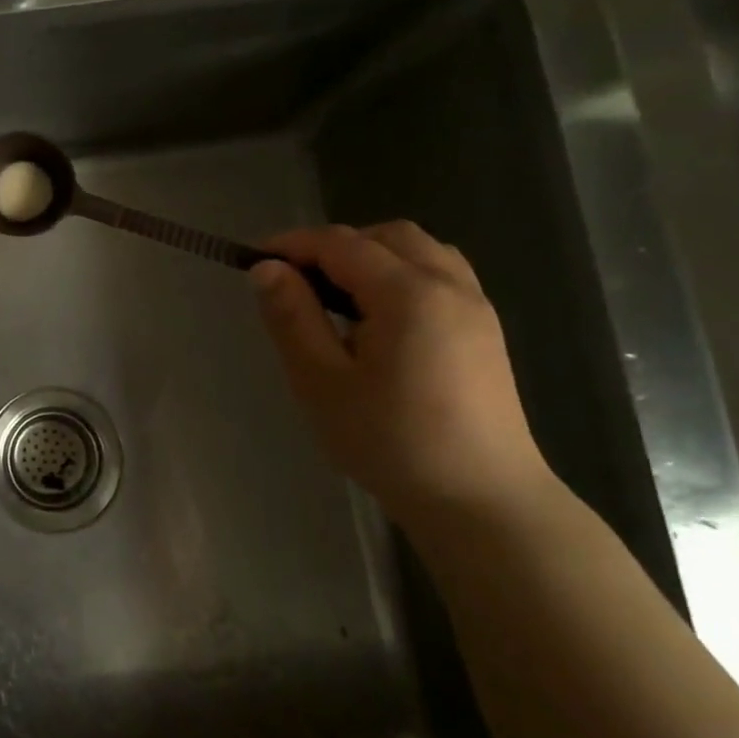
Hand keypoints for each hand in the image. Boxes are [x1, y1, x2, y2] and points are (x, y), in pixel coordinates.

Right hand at [250, 222, 555, 524]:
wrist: (481, 501)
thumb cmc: (390, 442)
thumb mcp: (321, 381)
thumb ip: (292, 317)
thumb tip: (267, 269)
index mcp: (408, 294)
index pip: (340, 244)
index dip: (292, 244)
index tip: (253, 260)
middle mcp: (449, 285)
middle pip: (386, 236)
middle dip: (334, 245)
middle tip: (295, 280)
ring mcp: (475, 307)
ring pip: (419, 251)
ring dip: (371, 255)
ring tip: (335, 295)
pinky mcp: (485, 331)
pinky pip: (440, 274)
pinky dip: (401, 273)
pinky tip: (379, 316)